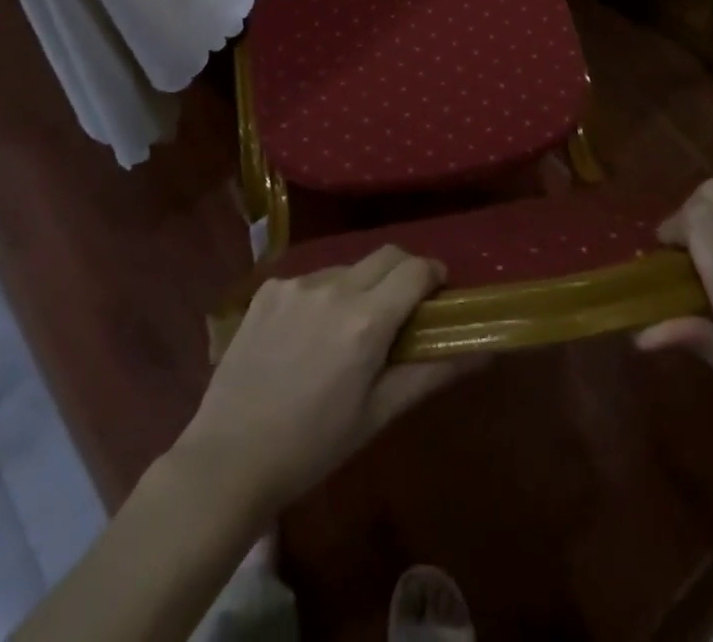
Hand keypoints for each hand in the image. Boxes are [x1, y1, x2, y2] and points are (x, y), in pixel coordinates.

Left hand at [178, 246, 476, 516]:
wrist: (230, 457)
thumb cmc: (314, 445)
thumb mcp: (378, 414)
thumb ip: (431, 374)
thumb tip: (482, 352)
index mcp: (366, 320)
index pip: (416, 269)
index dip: (434, 275)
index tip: (438, 294)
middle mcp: (334, 287)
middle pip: (386, 255)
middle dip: (404, 272)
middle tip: (402, 309)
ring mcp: (296, 284)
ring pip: (347, 267)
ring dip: (361, 286)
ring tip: (347, 331)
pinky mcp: (268, 288)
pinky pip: (310, 279)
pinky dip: (322, 296)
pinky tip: (306, 336)